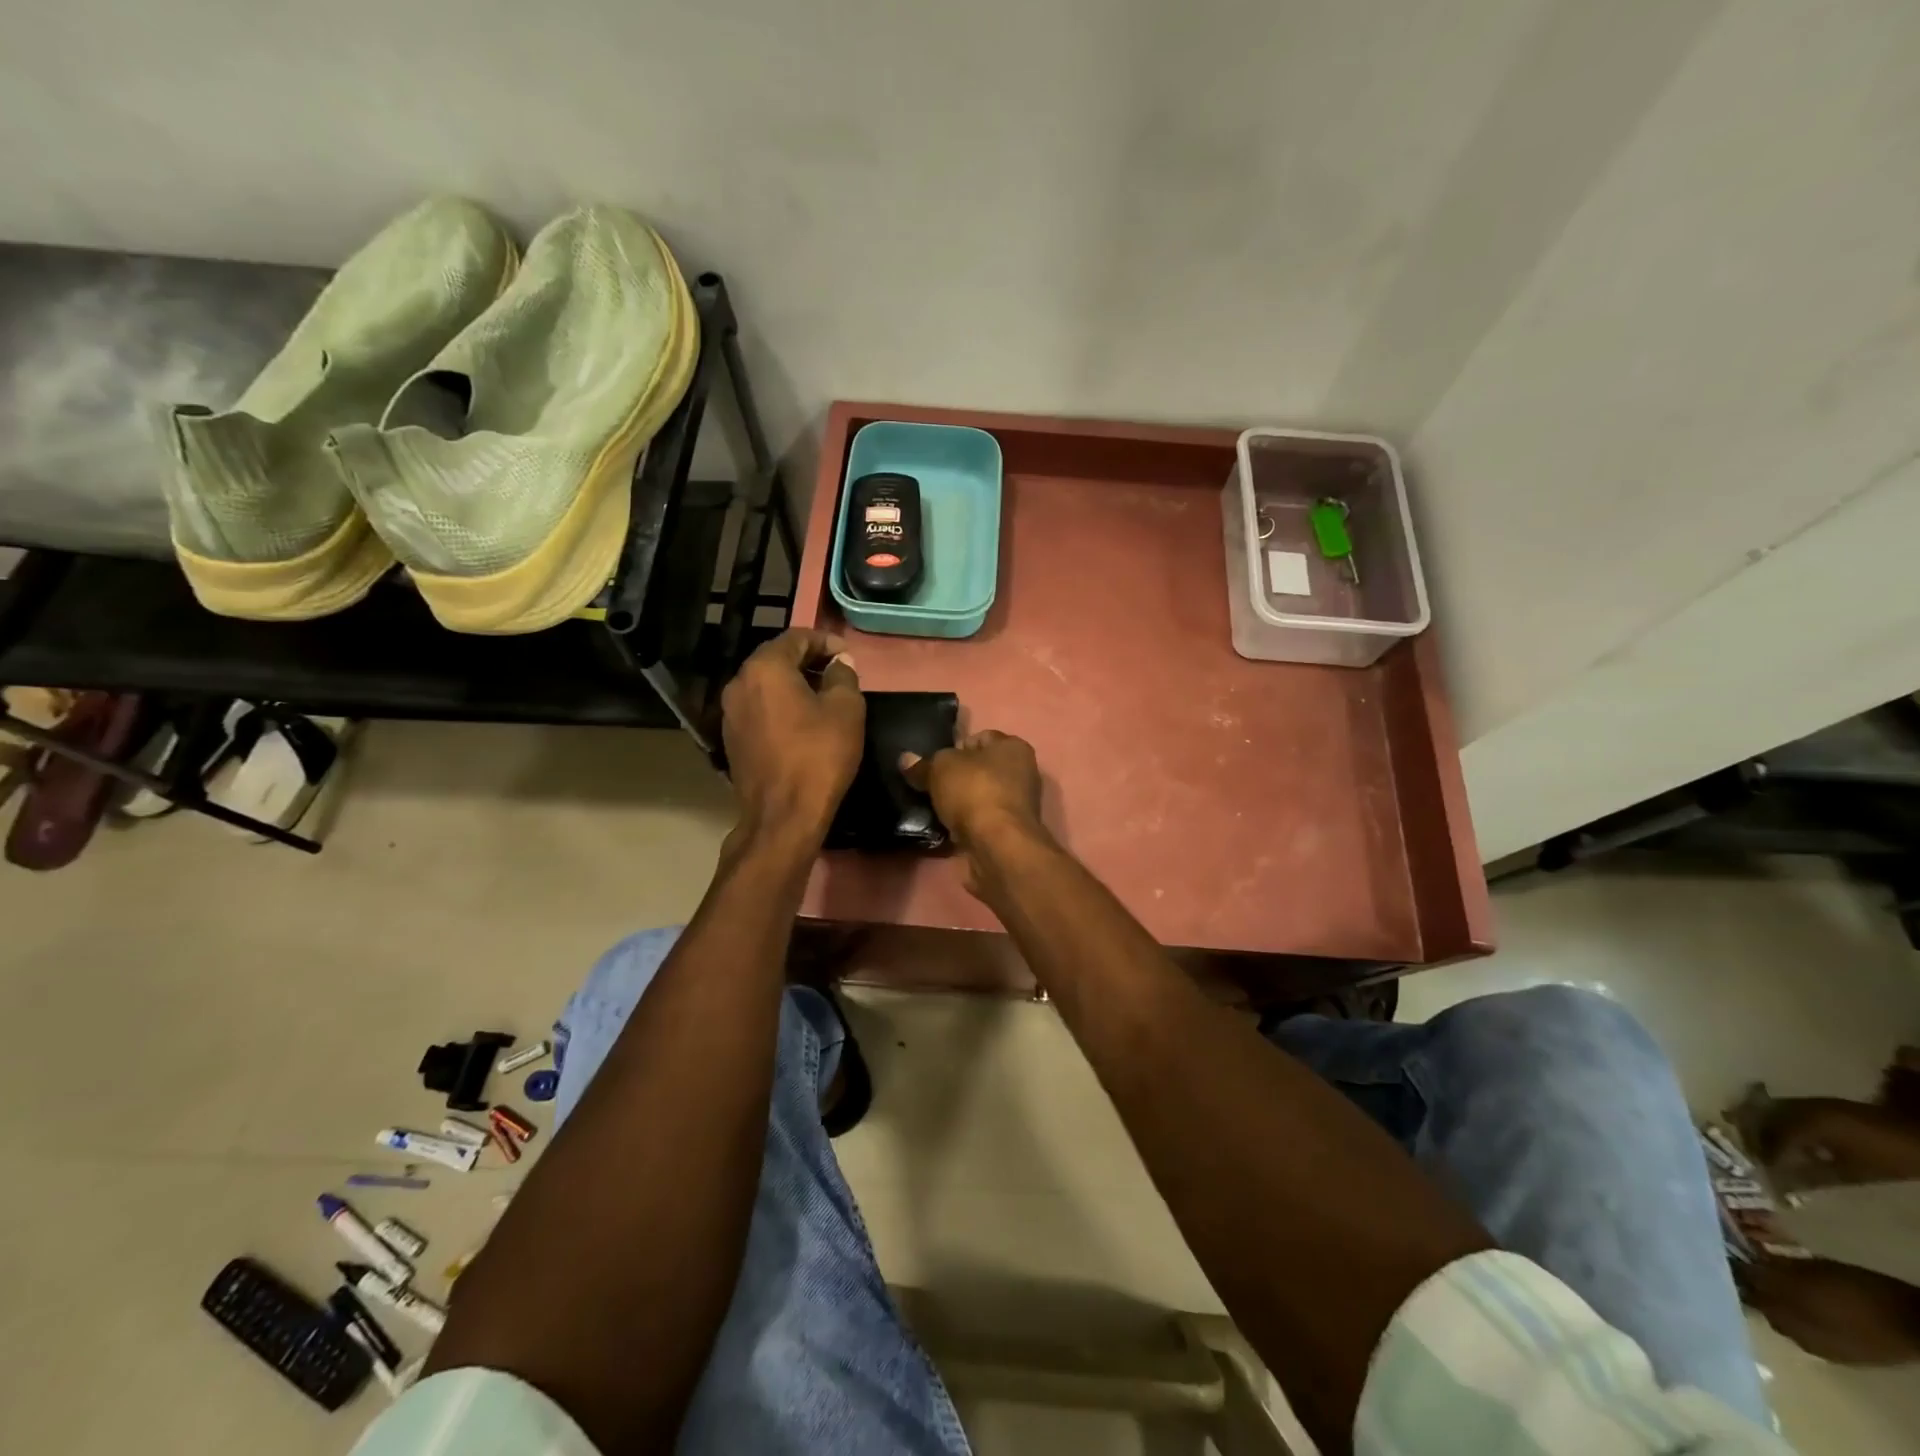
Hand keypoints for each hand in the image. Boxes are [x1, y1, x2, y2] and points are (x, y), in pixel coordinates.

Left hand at [720, 629, 863, 841]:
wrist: (783, 815)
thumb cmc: (819, 756)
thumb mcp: (846, 709)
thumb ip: (843, 676)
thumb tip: (838, 663)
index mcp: (765, 668)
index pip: (796, 637)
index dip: (825, 641)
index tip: (847, 655)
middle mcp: (739, 683)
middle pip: (775, 658)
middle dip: (807, 660)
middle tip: (837, 673)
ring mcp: (730, 713)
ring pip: (765, 684)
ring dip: (792, 683)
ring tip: (822, 696)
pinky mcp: (732, 738)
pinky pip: (759, 708)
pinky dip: (780, 705)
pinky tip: (802, 722)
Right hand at [901, 729, 1046, 867]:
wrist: (997, 845)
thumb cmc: (974, 791)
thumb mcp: (940, 769)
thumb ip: (923, 764)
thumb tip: (906, 760)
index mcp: (1013, 747)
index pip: (980, 737)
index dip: (955, 747)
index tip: (934, 763)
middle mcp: (1023, 772)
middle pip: (981, 768)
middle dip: (956, 777)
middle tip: (931, 786)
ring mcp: (1018, 804)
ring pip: (980, 796)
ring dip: (960, 802)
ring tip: (935, 808)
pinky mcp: (1010, 831)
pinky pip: (981, 820)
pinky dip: (966, 823)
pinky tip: (947, 828)